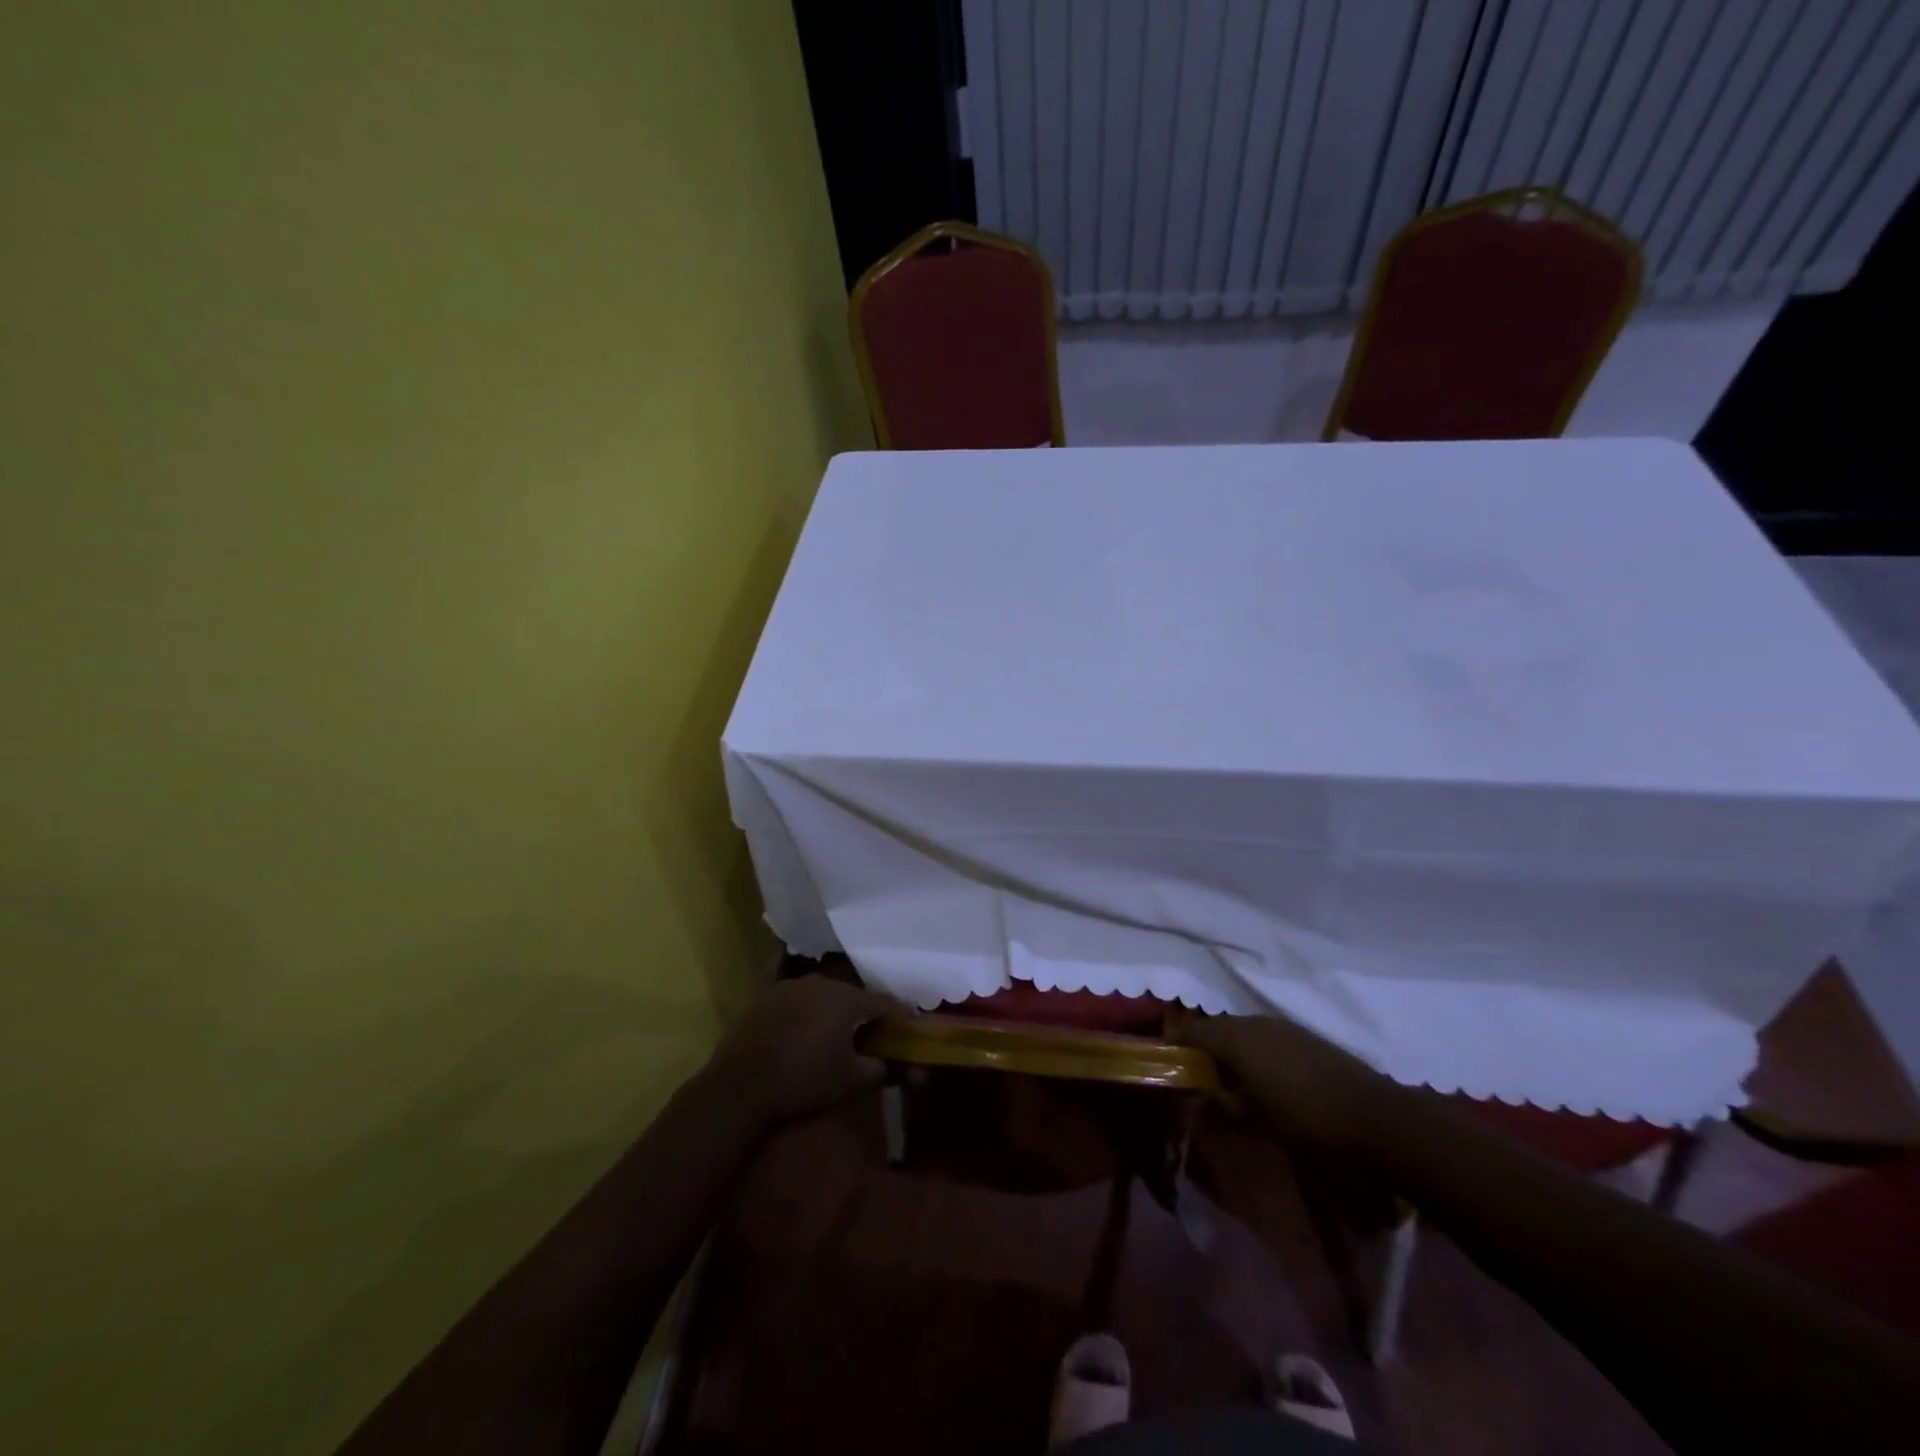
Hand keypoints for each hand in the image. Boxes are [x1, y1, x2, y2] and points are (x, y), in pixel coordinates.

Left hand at [708, 975, 903, 1123]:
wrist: (741, 1084)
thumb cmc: (804, 1079)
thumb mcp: (851, 1080)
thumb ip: (880, 1068)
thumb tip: (894, 1065)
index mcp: (847, 998)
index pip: (884, 1002)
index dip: (900, 1015)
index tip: (909, 1027)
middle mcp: (820, 983)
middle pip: (853, 997)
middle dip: (864, 1015)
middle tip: (871, 1036)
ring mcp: (789, 987)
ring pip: (823, 998)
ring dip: (833, 1014)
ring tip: (835, 1037)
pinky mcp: (765, 999)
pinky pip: (797, 1004)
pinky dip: (807, 1017)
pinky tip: (803, 1038)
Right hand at [1173, 1008, 1400, 1152]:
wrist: (1371, 1114)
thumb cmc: (1303, 1118)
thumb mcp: (1253, 1118)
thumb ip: (1222, 1101)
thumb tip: (1204, 1093)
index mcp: (1233, 1038)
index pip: (1189, 1028)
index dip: (1174, 1040)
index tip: (1166, 1058)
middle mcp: (1251, 1022)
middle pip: (1214, 1026)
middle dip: (1203, 1045)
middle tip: (1199, 1073)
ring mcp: (1278, 1024)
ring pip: (1240, 1029)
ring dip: (1230, 1047)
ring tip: (1231, 1076)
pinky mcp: (1300, 1033)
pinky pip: (1263, 1034)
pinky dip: (1253, 1049)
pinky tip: (1263, 1074)